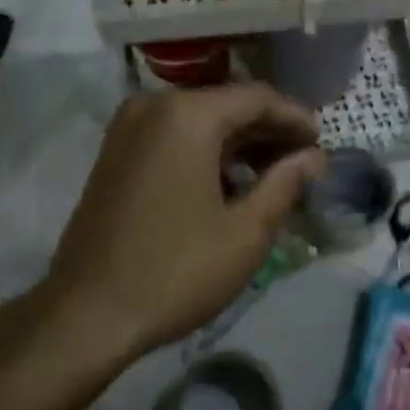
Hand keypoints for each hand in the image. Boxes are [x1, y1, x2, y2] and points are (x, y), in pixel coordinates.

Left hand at [0, 85, 323, 409]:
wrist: (86, 311)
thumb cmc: (175, 270)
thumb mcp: (245, 233)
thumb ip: (285, 184)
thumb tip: (313, 158)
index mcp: (186, 114)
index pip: (257, 98)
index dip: (296, 118)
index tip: (323, 144)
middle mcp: (153, 105)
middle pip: (226, 104)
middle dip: (268, 131)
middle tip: (304, 162)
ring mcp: (127, 126)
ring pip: (198, 121)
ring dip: (237, 143)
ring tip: (273, 176)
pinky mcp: (115, 151)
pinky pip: (172, 136)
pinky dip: (205, 151)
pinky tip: (228, 182)